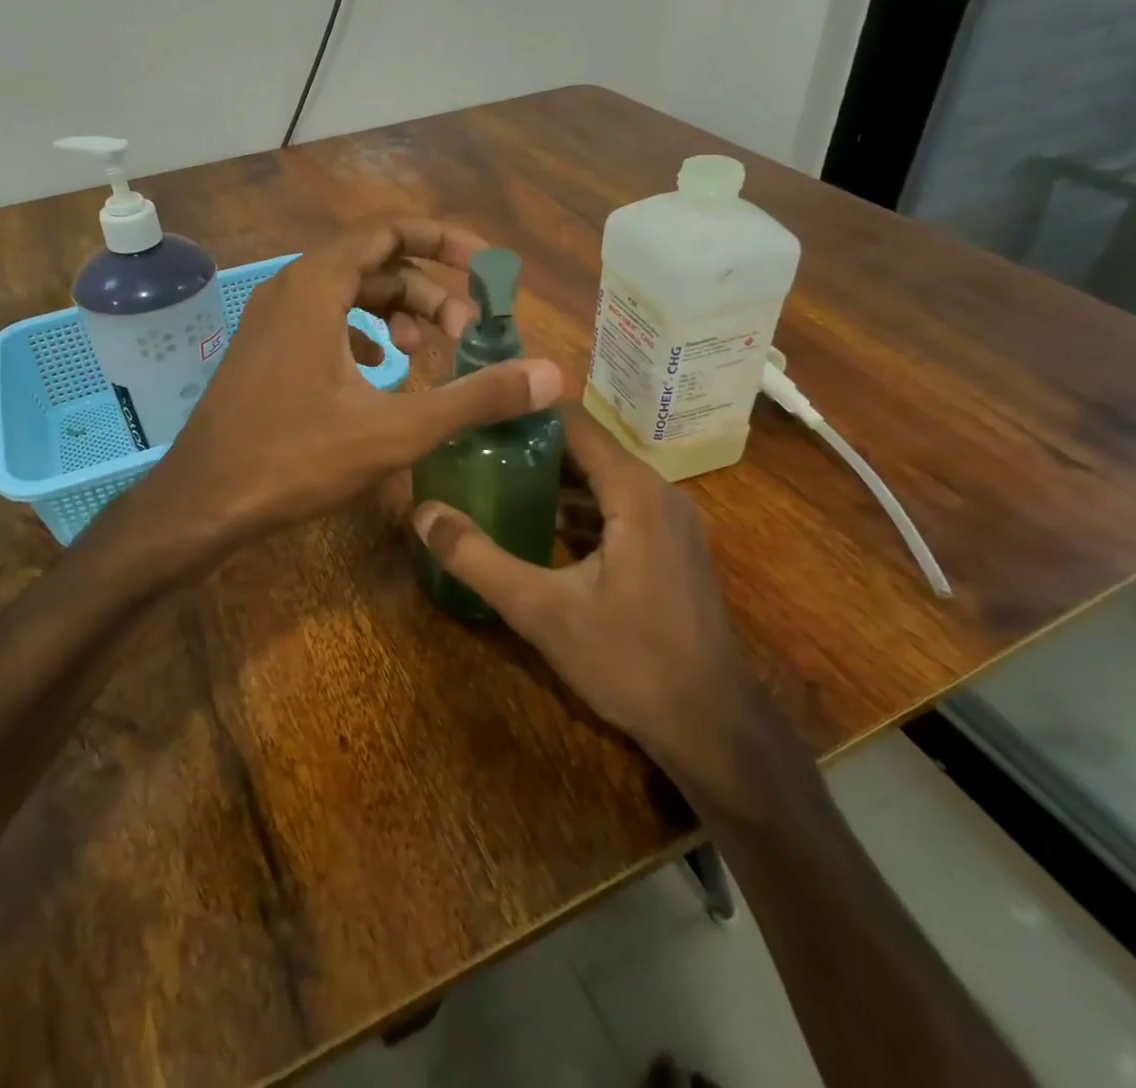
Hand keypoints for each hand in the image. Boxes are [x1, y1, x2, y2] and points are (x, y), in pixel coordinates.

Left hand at [151, 219, 562, 548]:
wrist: (203, 501)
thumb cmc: (295, 459)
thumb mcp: (395, 430)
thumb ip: (474, 397)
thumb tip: (550, 375)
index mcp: (317, 286)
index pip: (389, 231)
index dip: (444, 241)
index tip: (486, 269)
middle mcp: (290, 289)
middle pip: (374, 264)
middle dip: (428, 290)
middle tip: (466, 333)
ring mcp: (271, 321)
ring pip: (348, 294)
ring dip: (396, 314)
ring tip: (428, 352)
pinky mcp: (265, 352)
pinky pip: (324, 322)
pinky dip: (362, 335)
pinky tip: (380, 373)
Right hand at [412, 403, 761, 795]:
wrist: (711, 725)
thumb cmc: (629, 661)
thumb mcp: (541, 611)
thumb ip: (478, 559)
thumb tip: (423, 514)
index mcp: (634, 491)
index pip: (574, 422)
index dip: (525, 410)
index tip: (477, 409)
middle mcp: (658, 492)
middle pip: (586, 447)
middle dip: (531, 443)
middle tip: (474, 445)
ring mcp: (669, 520)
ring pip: (602, 477)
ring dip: (554, 476)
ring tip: (495, 475)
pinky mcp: (670, 546)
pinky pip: (617, 505)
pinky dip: (578, 505)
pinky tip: (538, 523)